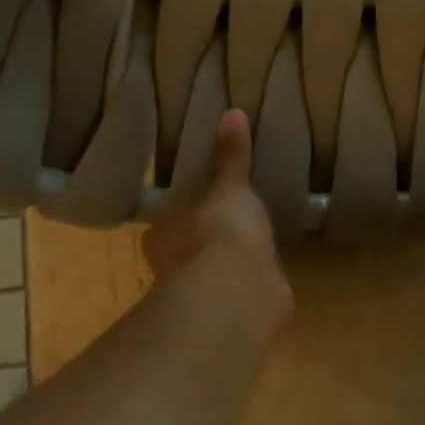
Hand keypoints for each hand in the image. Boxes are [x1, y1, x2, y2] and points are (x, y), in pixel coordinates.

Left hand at [143, 109, 286, 302]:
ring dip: (222, 265)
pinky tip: (264, 273)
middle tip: (226, 221)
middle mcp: (171, 269)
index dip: (179, 212)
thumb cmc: (220, 230)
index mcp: (160, 236)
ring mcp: (200, 295)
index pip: (164, 222)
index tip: (198, 202)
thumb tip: (231, 111)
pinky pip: (237, 291)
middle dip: (200, 241)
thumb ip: (231, 156)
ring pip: (208, 275)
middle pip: (183, 250)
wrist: (240, 289)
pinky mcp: (229, 312)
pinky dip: (247, 283)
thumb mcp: (229, 185)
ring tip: (249, 245)